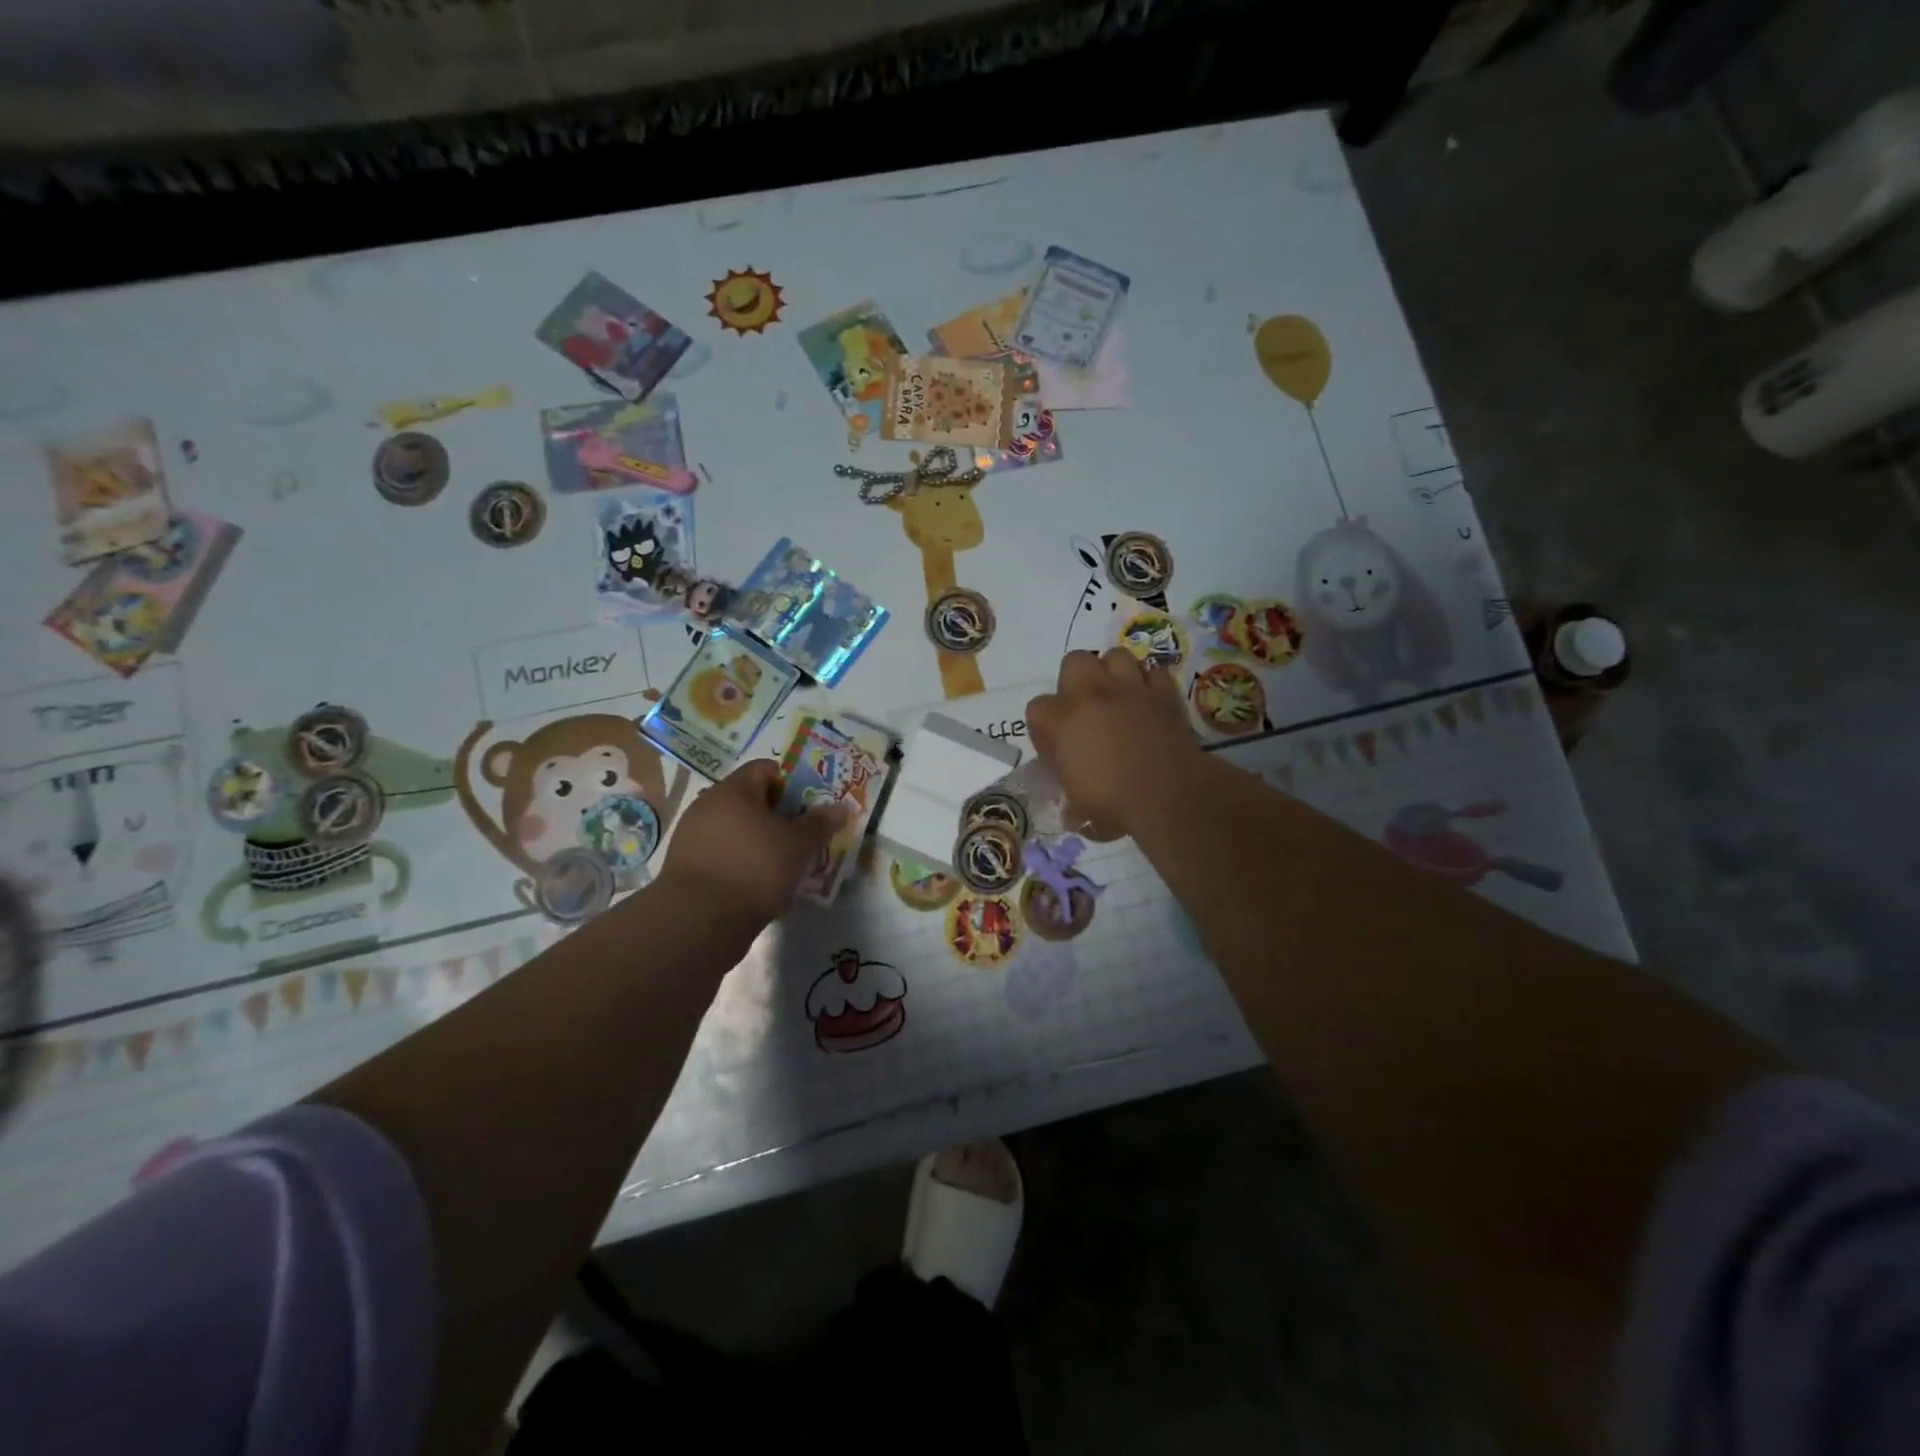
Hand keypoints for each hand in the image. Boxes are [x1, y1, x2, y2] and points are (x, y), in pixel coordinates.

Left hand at [657, 760, 850, 926]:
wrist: (700, 921)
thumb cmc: (754, 869)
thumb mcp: (798, 845)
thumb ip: (820, 823)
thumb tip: (841, 806)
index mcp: (733, 790)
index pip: (766, 769)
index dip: (792, 783)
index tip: (810, 806)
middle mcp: (708, 805)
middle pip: (751, 800)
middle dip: (779, 816)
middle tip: (803, 836)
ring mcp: (693, 836)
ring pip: (737, 829)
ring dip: (761, 841)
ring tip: (785, 863)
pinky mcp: (686, 866)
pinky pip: (724, 853)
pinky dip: (743, 861)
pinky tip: (759, 883)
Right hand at [1025, 649, 1201, 840]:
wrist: (1170, 796)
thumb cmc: (1115, 804)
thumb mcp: (1078, 805)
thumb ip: (1069, 792)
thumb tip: (1071, 801)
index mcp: (1064, 720)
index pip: (1036, 708)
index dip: (1043, 729)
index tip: (1056, 750)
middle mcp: (1094, 694)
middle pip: (1074, 661)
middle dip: (1075, 681)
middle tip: (1084, 711)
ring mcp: (1131, 689)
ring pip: (1116, 655)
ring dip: (1113, 673)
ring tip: (1117, 698)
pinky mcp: (1165, 694)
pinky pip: (1154, 672)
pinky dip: (1149, 684)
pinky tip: (1148, 703)